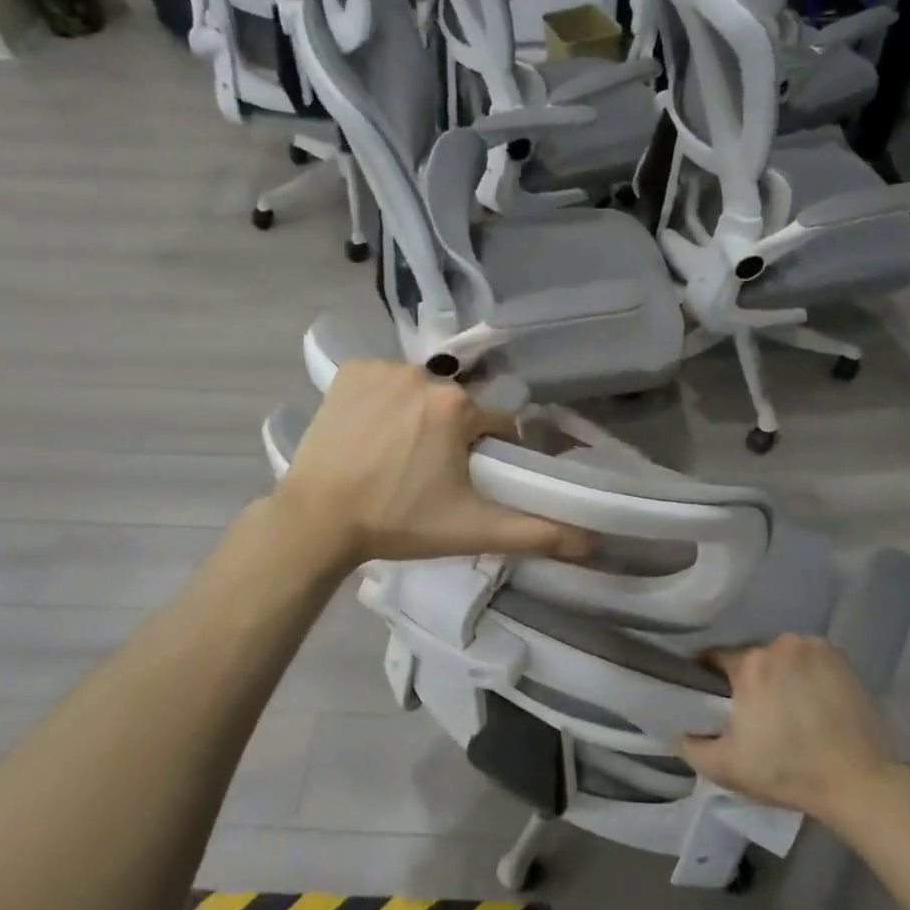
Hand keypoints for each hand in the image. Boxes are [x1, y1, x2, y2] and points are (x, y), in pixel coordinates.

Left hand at [275, 361, 595, 566]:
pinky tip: (372, 431)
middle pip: (457, 405)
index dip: (488, 452)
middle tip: (429, 474)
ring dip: (419, 415)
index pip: (495, 423)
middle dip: (452, 434)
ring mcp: (382, 369)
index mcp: (457, 407)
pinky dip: (385, 399)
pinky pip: (385, 380)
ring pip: (422, 390)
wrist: (317, 520)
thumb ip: (537, 531)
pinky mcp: (349, 372)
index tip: (467, 478)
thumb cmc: (398, 523)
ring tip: (396, 455)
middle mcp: (423, 375)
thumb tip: (593, 540)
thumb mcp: (473, 530)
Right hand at [680, 634, 897, 819]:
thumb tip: (676, 729)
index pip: (715, 658)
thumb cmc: (786, 772)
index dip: (710, 680)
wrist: (860, 784)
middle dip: (747, 680)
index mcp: (750, 663)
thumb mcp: (725, 767)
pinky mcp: (843, 659)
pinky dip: (806, 675)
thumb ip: (689, 745)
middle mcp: (781, 645)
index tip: (715, 703)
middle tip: (754, 713)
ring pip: (781, 657)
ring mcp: (816, 648)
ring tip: (787, 710)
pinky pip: (810, 660)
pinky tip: (812, 704)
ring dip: (778, 675)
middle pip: (751, 657)